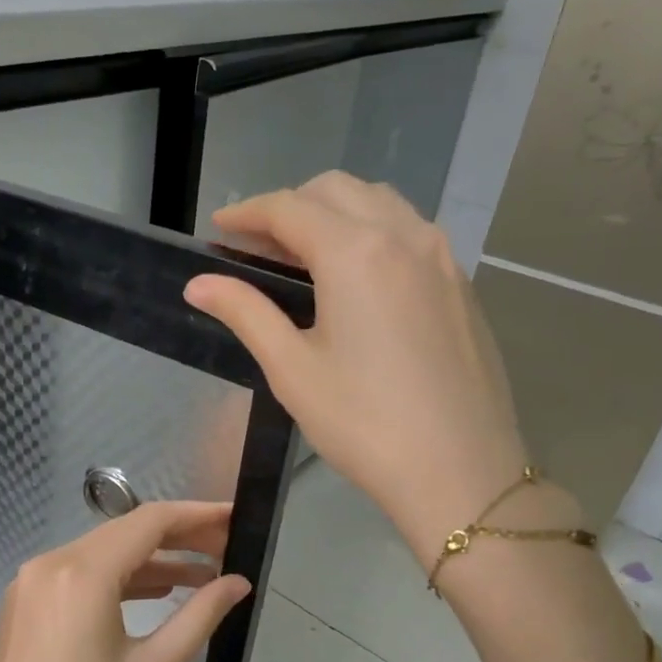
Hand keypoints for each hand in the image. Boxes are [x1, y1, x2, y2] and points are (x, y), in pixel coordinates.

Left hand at [0, 502, 251, 661]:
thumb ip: (200, 616)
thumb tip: (239, 583)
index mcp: (82, 573)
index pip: (149, 522)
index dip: (197, 515)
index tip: (234, 517)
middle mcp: (51, 561)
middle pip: (125, 531)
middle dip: (178, 536)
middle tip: (225, 547)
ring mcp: (32, 579)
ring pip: (103, 551)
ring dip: (151, 559)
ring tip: (202, 574)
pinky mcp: (24, 598)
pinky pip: (80, 571)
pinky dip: (118, 576)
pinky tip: (156, 590)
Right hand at [184, 173, 534, 555]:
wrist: (462, 471)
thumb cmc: (364, 423)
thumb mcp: (292, 369)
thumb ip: (245, 313)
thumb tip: (199, 284)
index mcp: (355, 252)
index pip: (289, 208)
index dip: (247, 213)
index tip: (219, 229)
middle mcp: (404, 235)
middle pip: (336, 191)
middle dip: (290, 206)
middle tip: (256, 246)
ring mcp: (441, 257)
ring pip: (379, 204)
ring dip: (333, 212)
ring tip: (303, 256)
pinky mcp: (461, 284)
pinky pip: (410, 232)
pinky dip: (371, 232)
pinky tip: (356, 278)